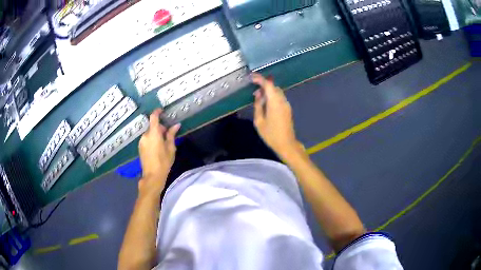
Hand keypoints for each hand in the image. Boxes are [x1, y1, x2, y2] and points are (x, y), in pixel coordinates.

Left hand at [138, 109, 180, 196]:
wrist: (152, 175)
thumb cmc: (164, 161)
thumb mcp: (170, 148)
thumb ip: (171, 135)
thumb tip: (176, 125)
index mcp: (153, 133)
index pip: (153, 117)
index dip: (157, 112)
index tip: (162, 110)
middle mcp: (145, 135)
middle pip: (152, 126)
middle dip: (160, 128)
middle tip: (168, 134)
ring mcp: (141, 141)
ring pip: (149, 133)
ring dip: (156, 134)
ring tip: (163, 143)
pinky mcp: (140, 147)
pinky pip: (147, 139)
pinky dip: (152, 139)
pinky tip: (157, 148)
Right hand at [252, 74, 301, 159]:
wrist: (286, 144)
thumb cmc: (271, 134)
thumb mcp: (259, 121)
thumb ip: (258, 106)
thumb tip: (258, 96)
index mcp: (275, 102)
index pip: (268, 85)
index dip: (259, 79)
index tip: (251, 77)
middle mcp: (282, 100)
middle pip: (273, 87)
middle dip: (263, 85)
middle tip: (254, 91)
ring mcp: (286, 104)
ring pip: (277, 92)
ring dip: (268, 91)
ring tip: (258, 99)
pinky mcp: (288, 109)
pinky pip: (279, 98)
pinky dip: (272, 97)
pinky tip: (266, 104)